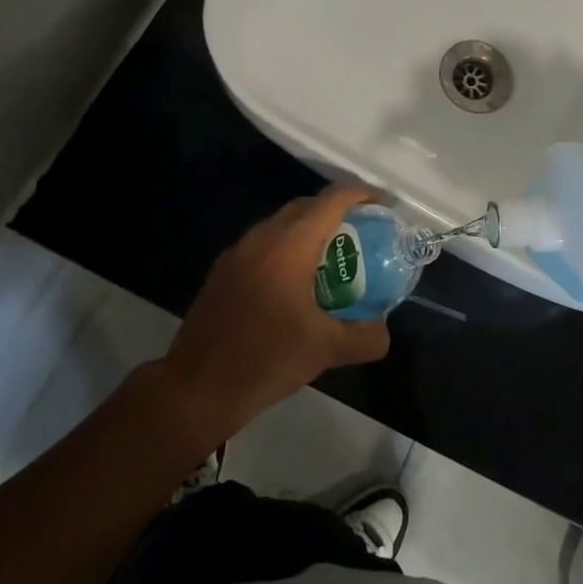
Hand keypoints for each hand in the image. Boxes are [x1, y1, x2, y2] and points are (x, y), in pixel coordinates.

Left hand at [156, 185, 391, 447]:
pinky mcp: (223, 273)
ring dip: (310, 231)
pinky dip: (287, 249)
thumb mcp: (328, 351)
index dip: (361, 195)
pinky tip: (298, 284)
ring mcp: (237, 254)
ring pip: (281, 225)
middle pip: (305, 207)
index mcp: (289, 246)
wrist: (197, 388)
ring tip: (335, 259)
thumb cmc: (266, 360)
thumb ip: (367, 337)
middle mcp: (261, 239)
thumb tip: (383, 328)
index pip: (331, 201)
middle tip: (364, 235)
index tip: (384, 206)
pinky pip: (263, 245)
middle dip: (337, 212)